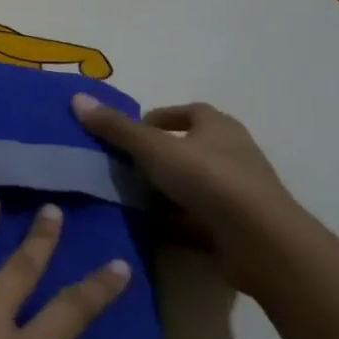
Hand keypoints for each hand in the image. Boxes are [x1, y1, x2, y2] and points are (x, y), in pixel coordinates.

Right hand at [70, 96, 305, 293]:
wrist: (260, 241)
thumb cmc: (208, 179)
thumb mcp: (152, 148)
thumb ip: (116, 127)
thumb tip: (78, 98)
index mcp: (219, 126)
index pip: (189, 111)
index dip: (160, 117)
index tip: (131, 132)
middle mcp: (233, 153)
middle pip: (190, 147)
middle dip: (158, 154)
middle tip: (124, 164)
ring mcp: (238, 191)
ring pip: (193, 182)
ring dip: (166, 187)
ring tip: (130, 195)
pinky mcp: (237, 224)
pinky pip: (198, 214)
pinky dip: (176, 217)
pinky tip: (152, 225)